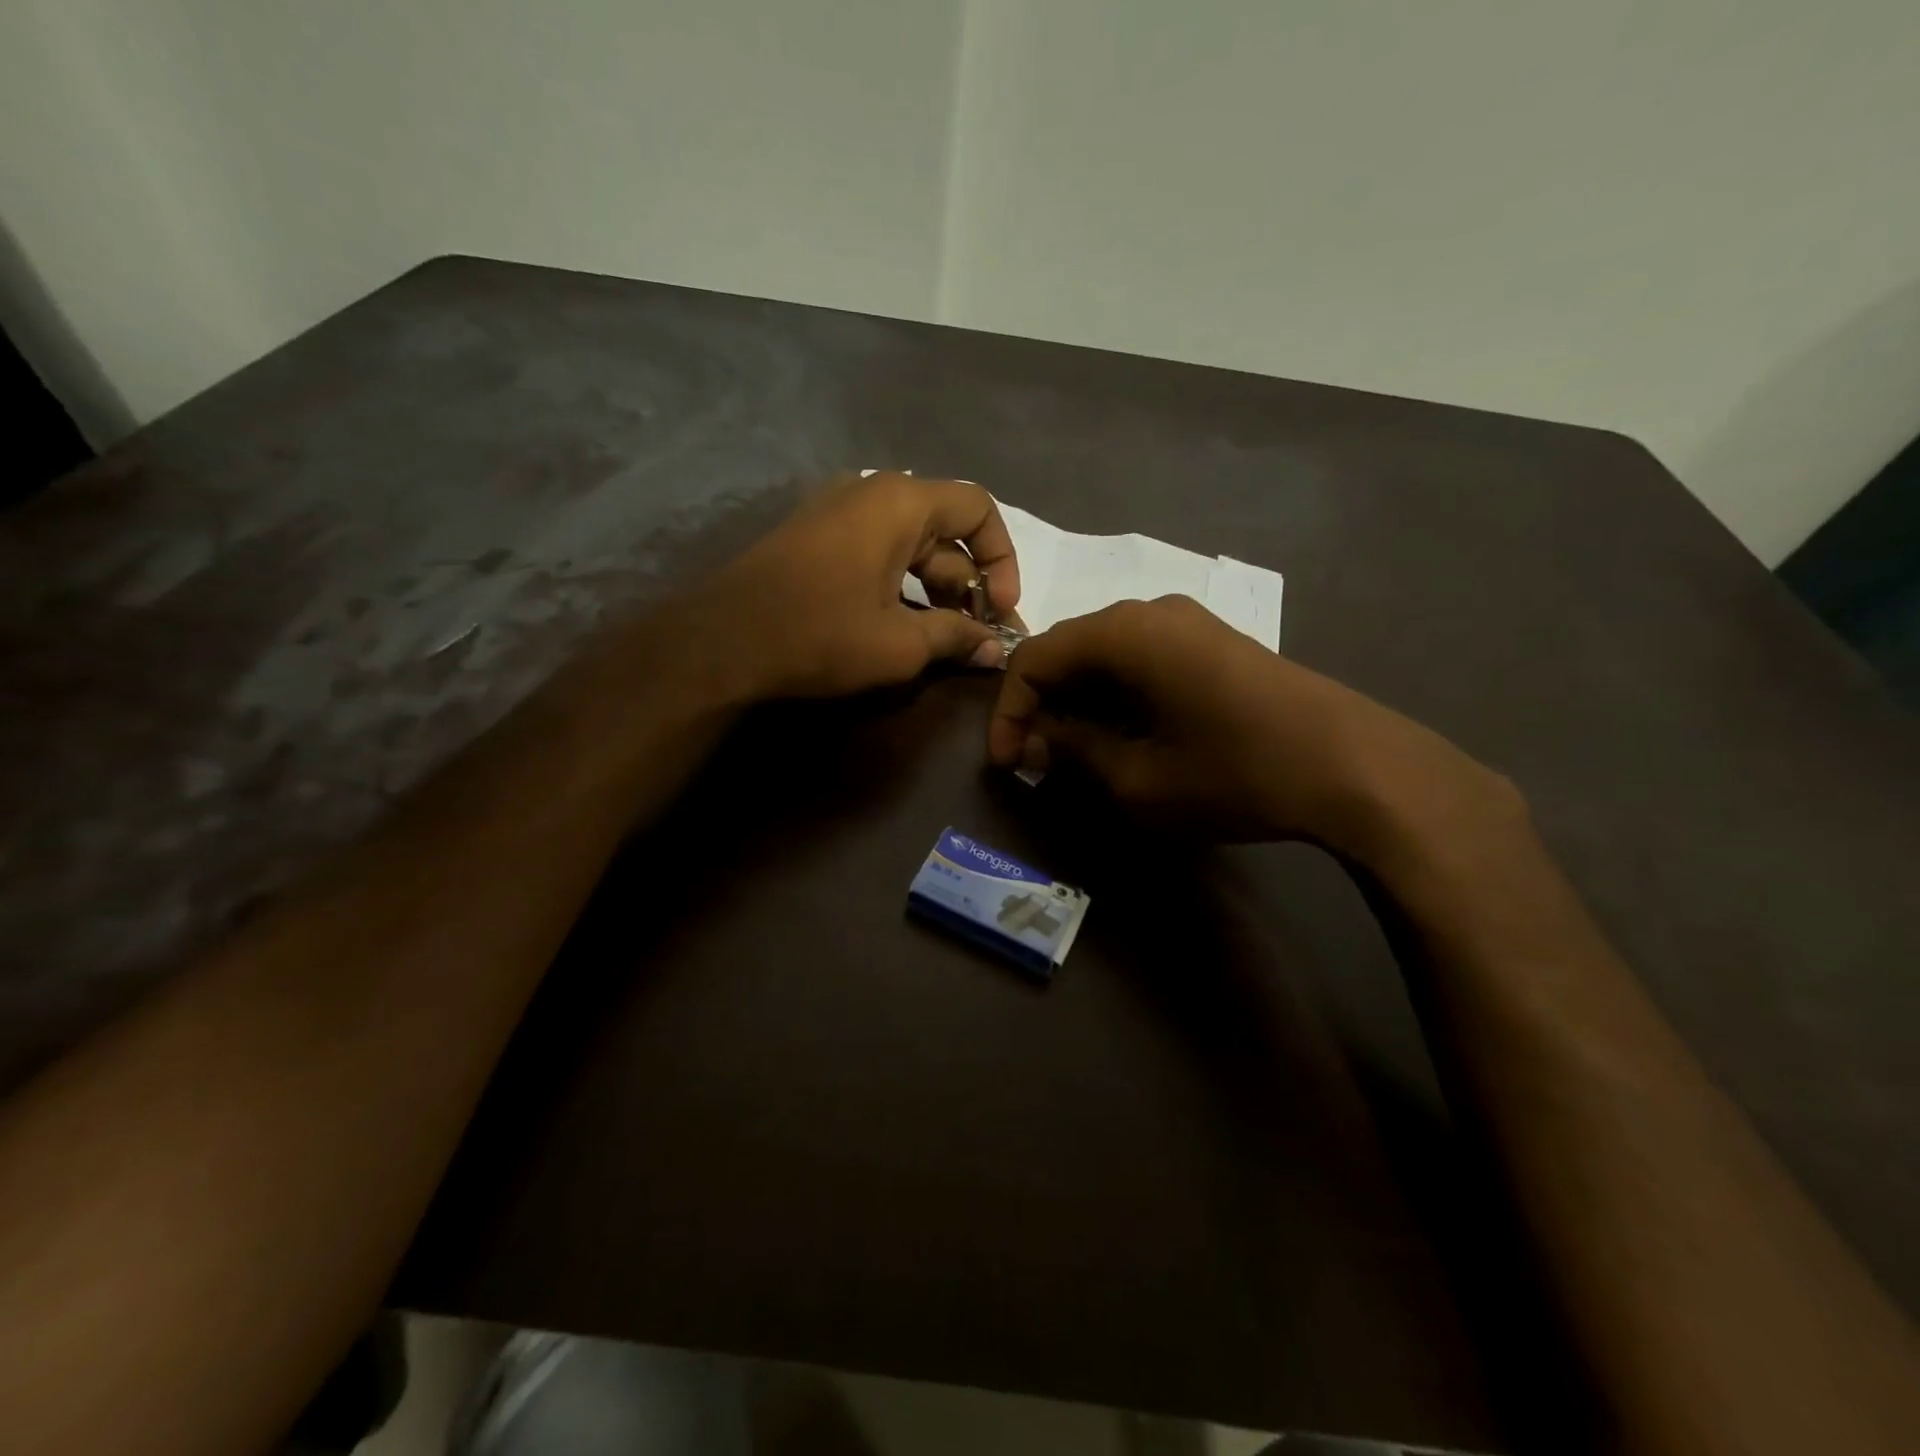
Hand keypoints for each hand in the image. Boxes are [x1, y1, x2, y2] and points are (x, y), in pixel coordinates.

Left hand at [698, 471, 1021, 698]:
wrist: (720, 642)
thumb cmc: (820, 634)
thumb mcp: (899, 644)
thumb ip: (956, 638)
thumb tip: (994, 650)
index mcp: (901, 502)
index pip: (978, 508)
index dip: (1002, 559)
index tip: (1000, 609)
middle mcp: (871, 493)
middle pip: (945, 529)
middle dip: (970, 585)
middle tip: (979, 637)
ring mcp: (837, 512)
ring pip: (909, 545)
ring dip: (936, 590)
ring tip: (946, 640)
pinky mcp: (814, 538)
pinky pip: (876, 552)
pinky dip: (900, 585)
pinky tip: (903, 627)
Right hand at [987, 595, 1522, 866]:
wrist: (1354, 766)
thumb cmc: (1232, 772)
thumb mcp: (1136, 779)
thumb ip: (1073, 752)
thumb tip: (1040, 741)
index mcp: (1121, 633)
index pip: (1034, 658)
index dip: (1009, 711)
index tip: (1008, 763)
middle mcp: (1149, 611)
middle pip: (1069, 651)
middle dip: (1044, 707)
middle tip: (1037, 762)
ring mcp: (1188, 623)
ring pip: (1107, 656)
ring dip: (1081, 703)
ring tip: (1078, 756)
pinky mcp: (1215, 644)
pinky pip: (1144, 660)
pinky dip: (1118, 696)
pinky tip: (1126, 736)